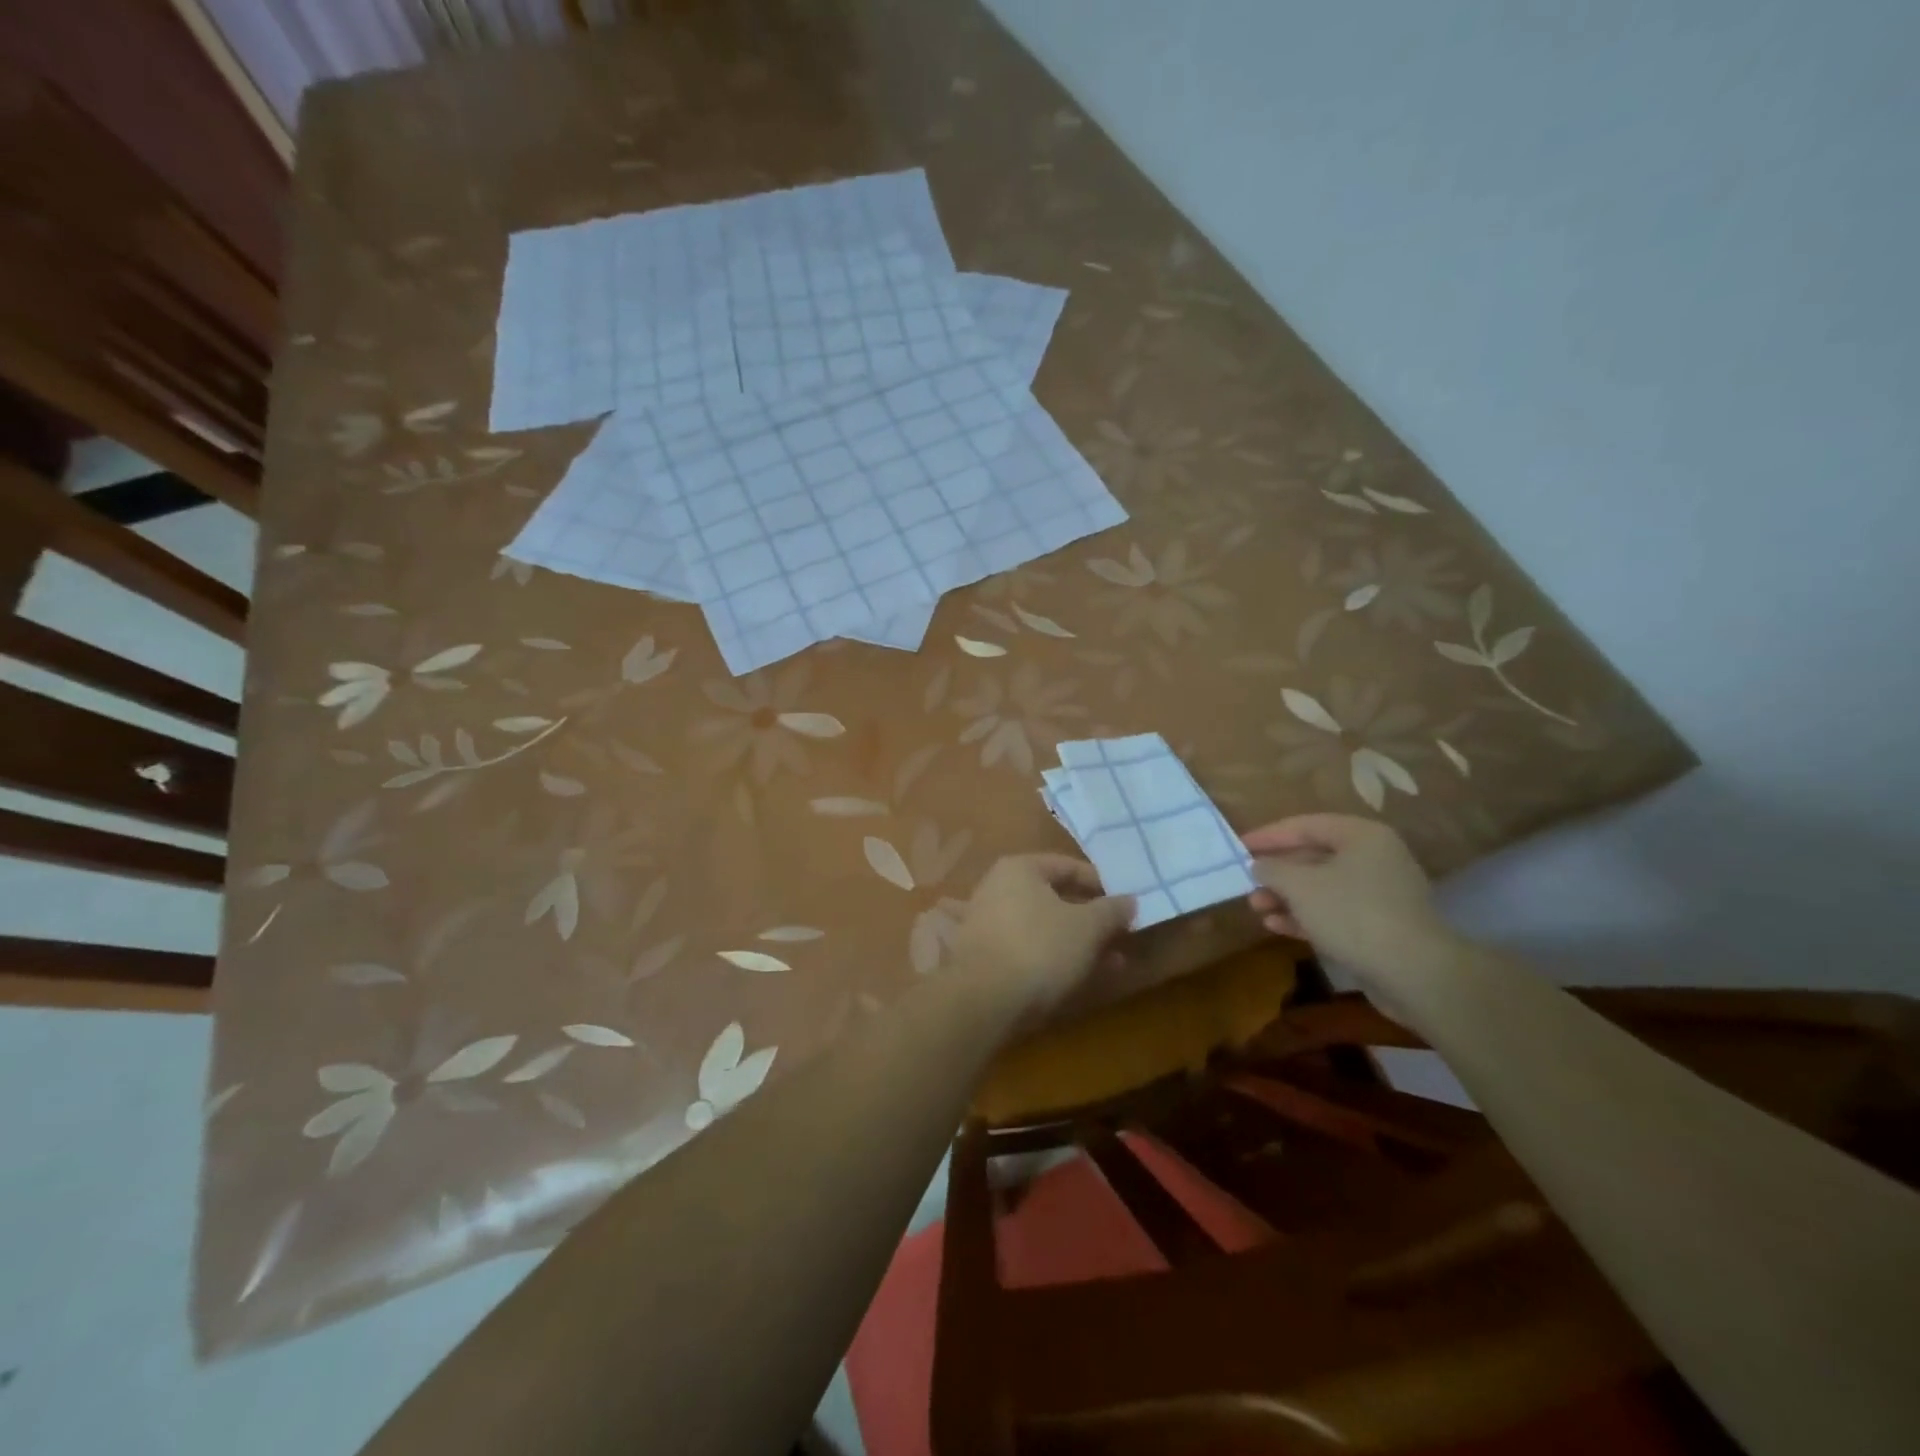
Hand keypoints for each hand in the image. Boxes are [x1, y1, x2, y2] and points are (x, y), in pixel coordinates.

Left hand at [950, 854, 1134, 1024]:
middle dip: (1091, 919)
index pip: (1068, 866)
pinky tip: (1079, 979)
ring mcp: (986, 923)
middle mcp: (997, 888)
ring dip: (1077, 943)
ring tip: (1112, 963)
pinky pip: (1027, 950)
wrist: (983, 998)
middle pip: (1054, 898)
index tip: (1127, 905)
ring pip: (1042, 927)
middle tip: (1121, 936)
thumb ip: (1111, 910)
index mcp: (1019, 868)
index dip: (1101, 884)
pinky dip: (1053, 960)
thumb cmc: (1039, 947)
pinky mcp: (982, 957)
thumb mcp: (1087, 927)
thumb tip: (1130, 900)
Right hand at [1242, 815, 1457, 982]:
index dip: (1268, 835)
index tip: (1238, 847)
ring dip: (1287, 897)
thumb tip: (1259, 865)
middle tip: (1247, 883)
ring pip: (1322, 887)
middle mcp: (1374, 858)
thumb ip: (1272, 869)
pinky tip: (1277, 926)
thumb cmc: (1352, 914)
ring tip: (1256, 908)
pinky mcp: (1381, 926)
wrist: (1414, 973)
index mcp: (1361, 836)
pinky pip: (1335, 912)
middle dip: (1277, 872)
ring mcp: (1380, 894)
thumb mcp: (1300, 886)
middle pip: (1314, 856)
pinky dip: (1306, 917)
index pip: (1305, 825)